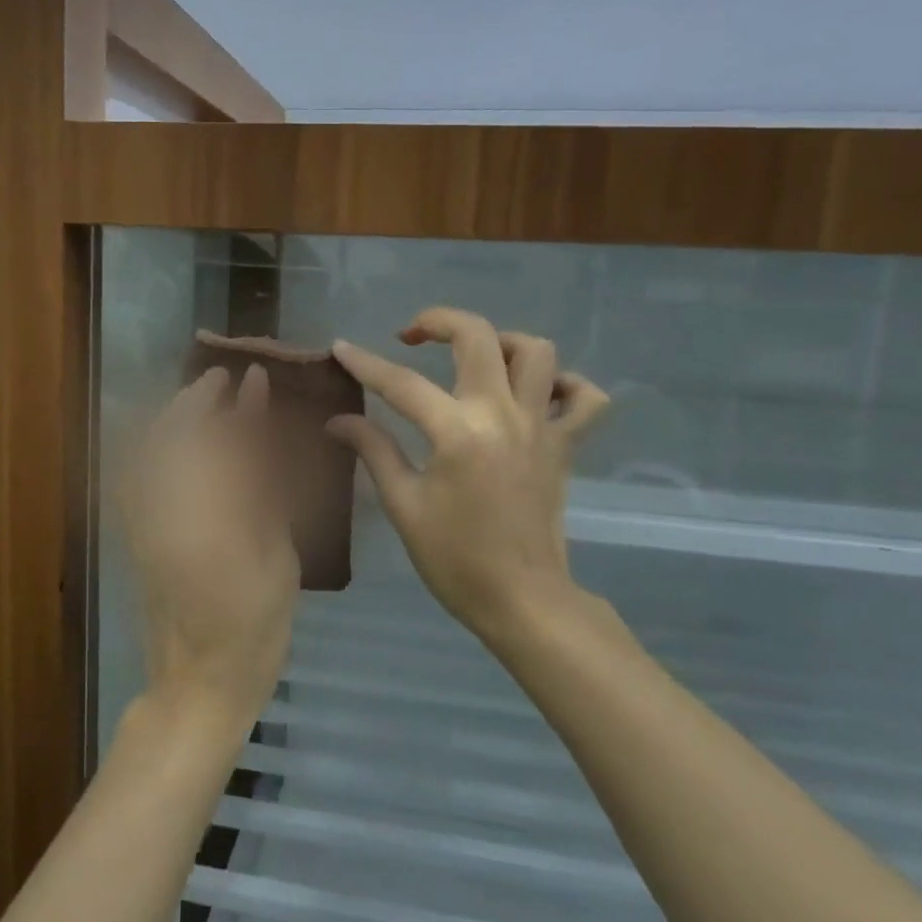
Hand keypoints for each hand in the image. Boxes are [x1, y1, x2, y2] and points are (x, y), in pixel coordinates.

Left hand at [118, 364, 300, 728]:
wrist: (199, 681)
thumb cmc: (256, 622)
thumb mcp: (276, 551)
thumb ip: (264, 486)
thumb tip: (262, 432)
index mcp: (208, 515)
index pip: (220, 441)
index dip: (240, 405)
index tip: (255, 378)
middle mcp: (163, 509)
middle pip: (172, 436)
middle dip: (195, 399)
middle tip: (222, 378)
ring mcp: (140, 520)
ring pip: (146, 450)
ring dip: (172, 418)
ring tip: (200, 401)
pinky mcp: (131, 532)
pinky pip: (135, 473)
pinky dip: (153, 446)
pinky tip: (174, 442)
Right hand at [328, 308, 608, 640]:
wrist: (522, 600)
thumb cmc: (455, 559)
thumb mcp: (404, 506)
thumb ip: (374, 451)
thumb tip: (337, 421)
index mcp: (457, 433)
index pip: (401, 383)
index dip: (365, 362)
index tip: (342, 348)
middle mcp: (503, 415)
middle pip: (478, 337)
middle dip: (439, 321)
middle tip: (413, 335)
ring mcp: (541, 427)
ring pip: (538, 352)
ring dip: (503, 342)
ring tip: (476, 359)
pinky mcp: (565, 446)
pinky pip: (584, 399)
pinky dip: (565, 385)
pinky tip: (536, 395)